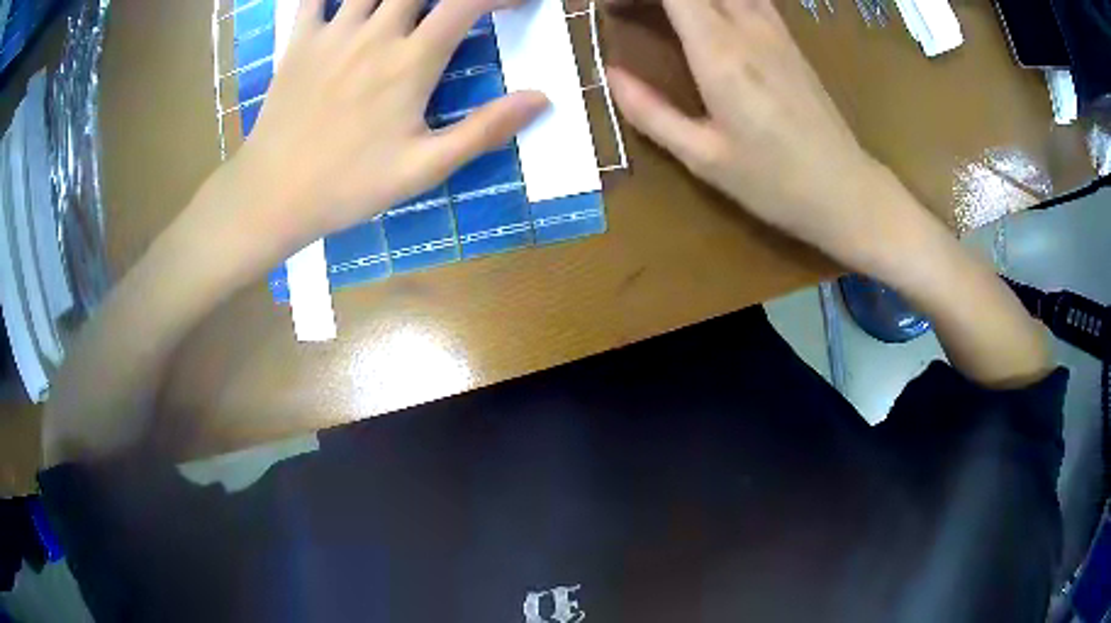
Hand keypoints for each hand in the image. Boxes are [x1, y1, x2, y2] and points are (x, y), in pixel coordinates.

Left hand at [226, 0, 547, 254]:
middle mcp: (375, 33)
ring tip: (409, 7)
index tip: (514, 5)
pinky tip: (347, 2)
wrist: (272, 196)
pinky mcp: (299, 41)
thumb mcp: (423, 169)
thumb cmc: (348, 186)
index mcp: (410, 62)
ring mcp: (333, 32)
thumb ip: (484, 130)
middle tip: (458, 8)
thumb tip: (541, 99)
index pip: (467, 3)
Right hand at [606, 0, 917, 274]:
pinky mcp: (789, 39)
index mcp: (721, 55)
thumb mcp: (704, 158)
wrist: (845, 191)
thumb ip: (651, 113)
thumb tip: (610, 75)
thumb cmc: (774, 183)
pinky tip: (709, 14)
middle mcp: (748, 29)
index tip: (612, 8)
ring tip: (665, 13)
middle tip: (630, 11)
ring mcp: (774, 30)